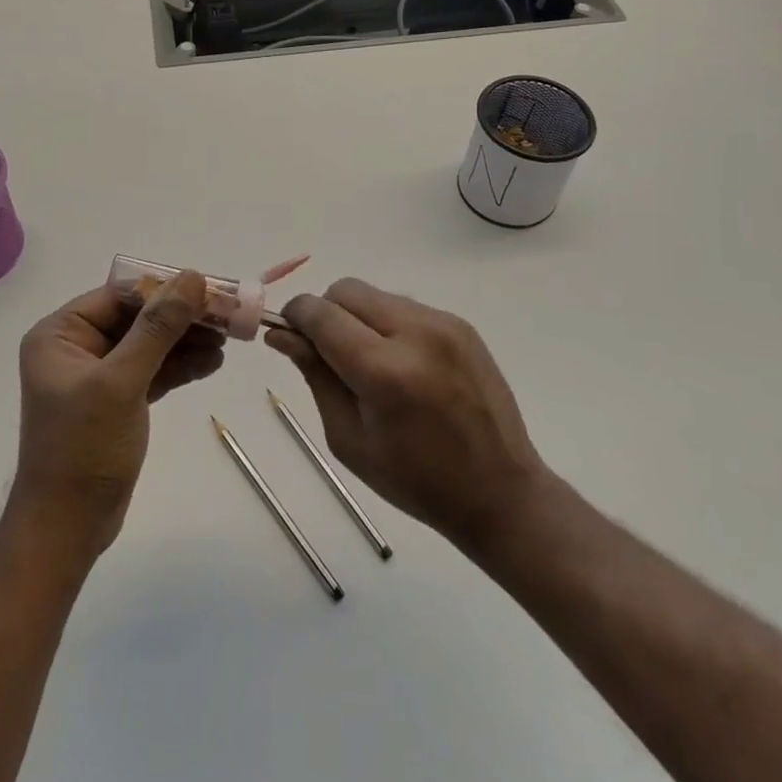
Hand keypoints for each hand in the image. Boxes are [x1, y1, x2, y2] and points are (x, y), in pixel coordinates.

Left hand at [10, 271, 223, 560]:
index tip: (210, 289)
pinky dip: (180, 366)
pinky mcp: (117, 401)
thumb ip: (158, 327)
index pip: (120, 295)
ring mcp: (97, 376)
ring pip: (149, 344)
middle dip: (182, 317)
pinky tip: (212, 363)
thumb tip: (191, 278)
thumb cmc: (84, 448)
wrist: (67, 528)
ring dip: (187, 341)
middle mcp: (76, 348)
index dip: (166, 289)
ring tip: (228, 340)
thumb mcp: (122, 382)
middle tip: (227, 316)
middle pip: (138, 318)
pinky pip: (152, 371)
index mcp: (61, 334)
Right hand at [266, 279, 548, 558]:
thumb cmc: (415, 480)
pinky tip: (401, 363)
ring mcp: (444, 323)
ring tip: (369, 363)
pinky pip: (404, 306)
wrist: (500, 491)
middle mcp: (416, 334)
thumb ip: (315, 377)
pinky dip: (387, 323)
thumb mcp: (349, 438)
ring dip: (357, 317)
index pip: (321, 314)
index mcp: (385, 372)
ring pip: (375, 295)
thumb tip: (281, 335)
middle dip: (326, 313)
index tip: (287, 334)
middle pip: (346, 291)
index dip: (295, 317)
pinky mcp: (460, 324)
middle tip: (329, 354)